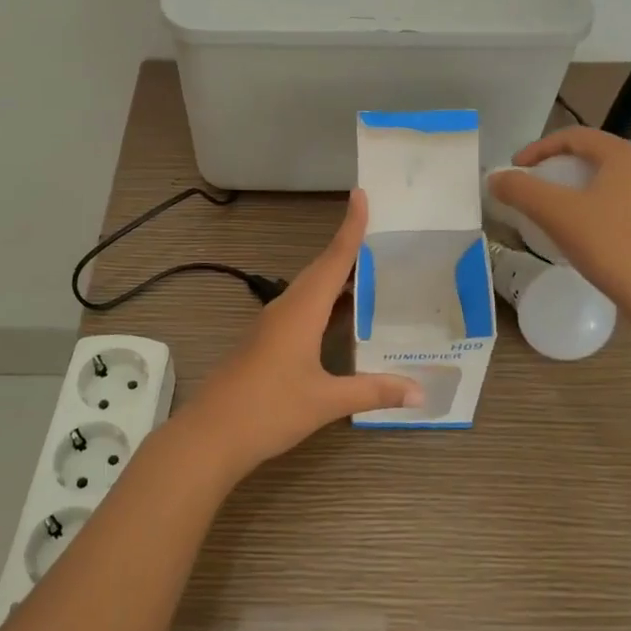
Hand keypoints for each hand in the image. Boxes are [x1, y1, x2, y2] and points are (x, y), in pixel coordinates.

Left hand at [175, 190, 421, 482]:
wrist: (210, 435)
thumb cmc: (268, 409)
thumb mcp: (326, 400)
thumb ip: (373, 391)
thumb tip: (420, 390)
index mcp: (301, 310)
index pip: (333, 260)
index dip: (350, 228)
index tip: (361, 195)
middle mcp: (286, 309)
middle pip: (322, 270)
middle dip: (350, 249)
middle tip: (383, 234)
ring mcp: (272, 326)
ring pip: (311, 290)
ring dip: (338, 278)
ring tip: (373, 271)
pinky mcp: (267, 343)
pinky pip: (303, 310)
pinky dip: (327, 304)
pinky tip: (343, 317)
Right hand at [488, 127, 630, 318]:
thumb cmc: (612, 246)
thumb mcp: (556, 214)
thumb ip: (521, 190)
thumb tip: (495, 178)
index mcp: (625, 155)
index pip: (574, 136)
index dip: (538, 148)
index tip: (515, 170)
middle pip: (592, 155)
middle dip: (556, 167)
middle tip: (532, 187)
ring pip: (607, 179)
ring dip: (576, 187)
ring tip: (553, 209)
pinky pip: (621, 200)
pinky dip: (595, 205)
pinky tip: (583, 231)